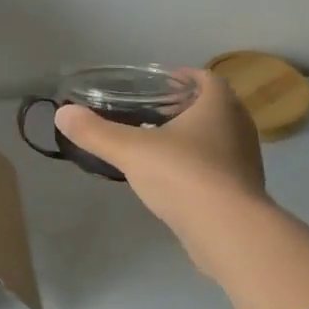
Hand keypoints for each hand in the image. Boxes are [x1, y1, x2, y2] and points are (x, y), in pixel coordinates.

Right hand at [60, 66, 308, 308]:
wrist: (228, 231)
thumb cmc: (183, 176)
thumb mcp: (131, 151)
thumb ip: (96, 132)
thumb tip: (62, 114)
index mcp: (219, 105)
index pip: (206, 78)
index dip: (184, 77)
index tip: (161, 83)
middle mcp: (240, 126)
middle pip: (215, 107)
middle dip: (188, 107)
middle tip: (156, 113)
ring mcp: (246, 161)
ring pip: (220, 139)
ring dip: (196, 138)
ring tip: (162, 146)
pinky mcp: (244, 191)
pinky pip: (220, 168)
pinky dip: (201, 166)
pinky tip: (176, 180)